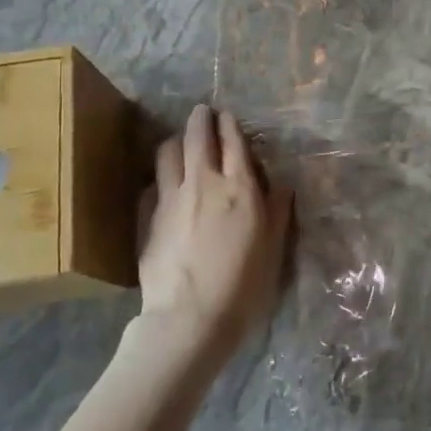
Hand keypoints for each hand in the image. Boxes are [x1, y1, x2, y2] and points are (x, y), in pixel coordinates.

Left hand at [138, 104, 293, 355]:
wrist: (190, 318)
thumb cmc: (243, 286)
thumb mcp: (273, 249)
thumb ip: (277, 212)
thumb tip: (282, 185)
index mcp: (239, 188)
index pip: (233, 142)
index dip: (230, 125)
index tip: (227, 115)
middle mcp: (204, 183)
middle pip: (197, 137)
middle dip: (201, 119)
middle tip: (203, 112)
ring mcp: (171, 198)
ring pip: (168, 152)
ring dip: (175, 141)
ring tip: (179, 142)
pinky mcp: (149, 217)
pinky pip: (152, 183)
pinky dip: (159, 176)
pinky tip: (162, 183)